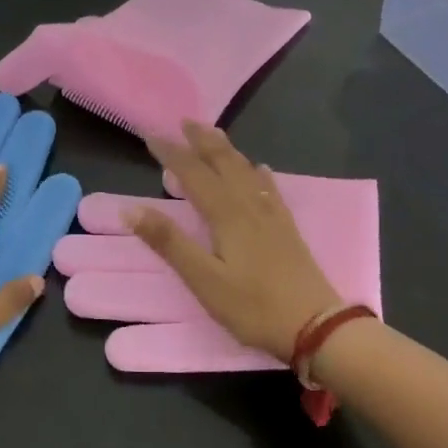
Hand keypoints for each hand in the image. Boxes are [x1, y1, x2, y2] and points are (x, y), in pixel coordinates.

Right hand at [128, 122, 342, 360]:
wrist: (316, 326)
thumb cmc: (253, 306)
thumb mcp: (204, 280)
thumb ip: (169, 243)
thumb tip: (131, 209)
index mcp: (227, 215)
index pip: (193, 174)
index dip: (171, 154)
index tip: (150, 136)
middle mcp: (249, 206)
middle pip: (224, 163)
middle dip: (202, 141)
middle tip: (184, 121)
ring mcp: (272, 216)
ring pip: (246, 171)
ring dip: (226, 150)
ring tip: (213, 135)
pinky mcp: (287, 229)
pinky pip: (269, 189)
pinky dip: (258, 173)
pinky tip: (260, 170)